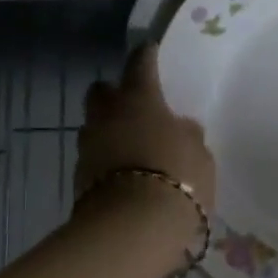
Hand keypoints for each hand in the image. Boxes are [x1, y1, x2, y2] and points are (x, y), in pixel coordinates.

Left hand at [75, 43, 216, 216]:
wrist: (133, 227)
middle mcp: (107, 115)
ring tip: (130, 146)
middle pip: (101, 91)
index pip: (140, 64)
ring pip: (93, 126)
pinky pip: (93, 159)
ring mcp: (88, 146)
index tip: (149, 49)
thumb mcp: (199, 154)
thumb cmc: (177, 178)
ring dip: (108, 130)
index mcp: (139, 99)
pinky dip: (106, 161)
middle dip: (112, 93)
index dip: (145, 56)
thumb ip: (188, 134)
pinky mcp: (78, 178)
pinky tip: (124, 174)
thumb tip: (180, 127)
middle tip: (132, 105)